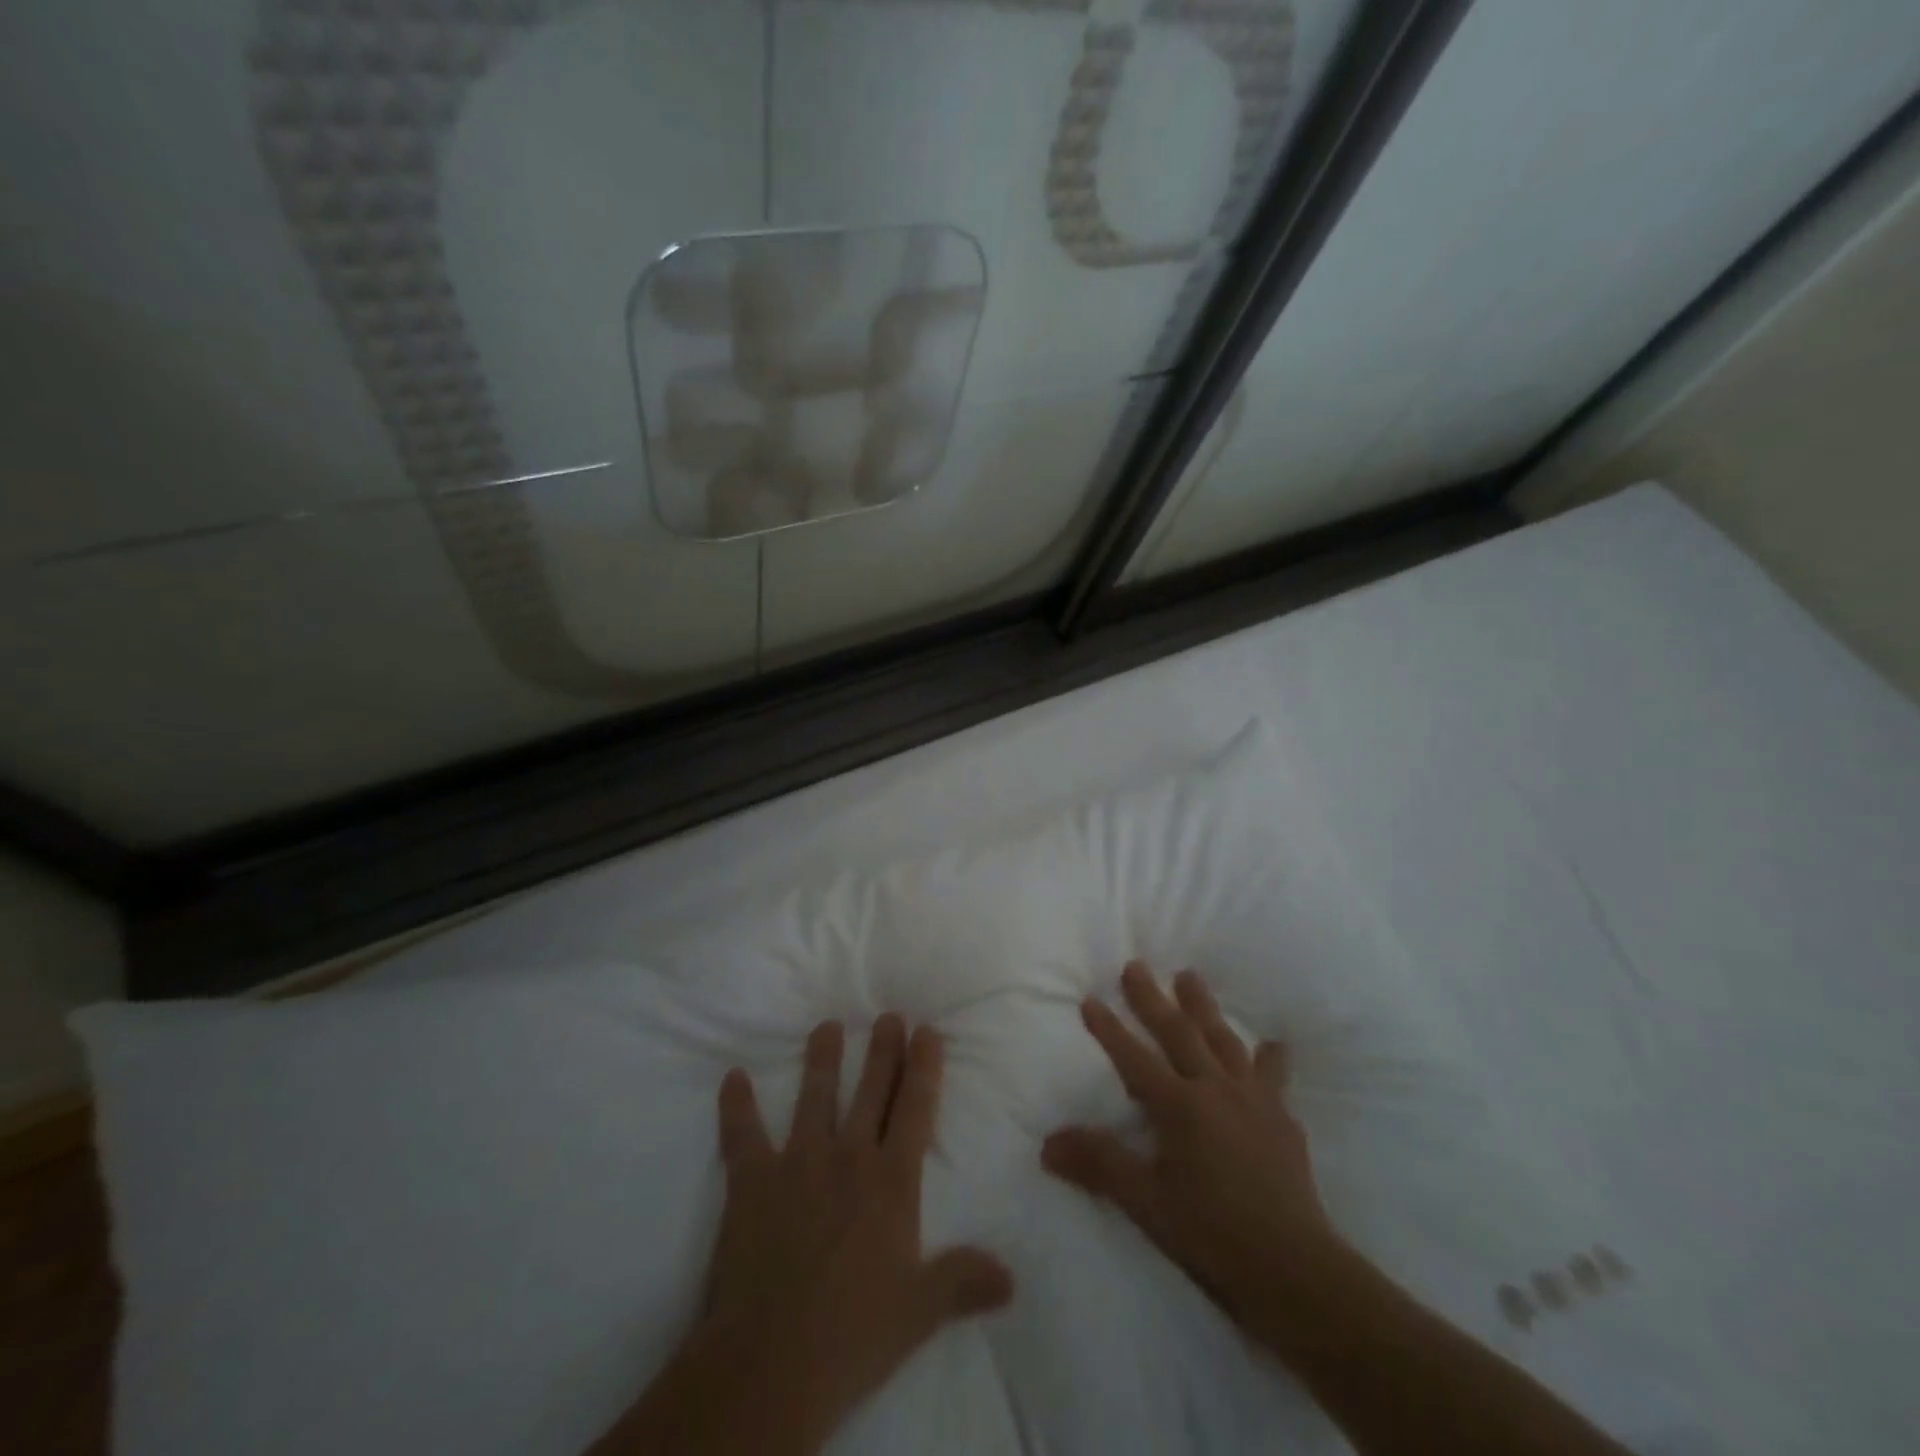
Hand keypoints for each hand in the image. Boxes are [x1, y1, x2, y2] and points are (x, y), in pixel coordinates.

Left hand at [594, 1015, 1013, 1455]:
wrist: (772, 1361)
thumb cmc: (855, 1333)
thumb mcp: (921, 1311)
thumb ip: (963, 1281)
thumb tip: (1012, 1277)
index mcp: (891, 1181)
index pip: (915, 1109)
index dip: (924, 1067)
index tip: (927, 1031)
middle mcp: (848, 1157)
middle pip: (871, 1090)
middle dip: (883, 1050)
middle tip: (888, 1015)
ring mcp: (798, 1162)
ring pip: (814, 1097)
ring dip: (822, 1059)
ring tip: (828, 1026)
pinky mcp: (752, 1180)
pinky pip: (742, 1134)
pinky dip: (736, 1105)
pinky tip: (732, 1077)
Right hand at [1042, 962, 1347, 1343]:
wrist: (1294, 1267)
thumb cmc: (1212, 1233)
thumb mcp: (1146, 1203)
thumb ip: (1100, 1165)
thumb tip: (1047, 1143)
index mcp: (1179, 1106)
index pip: (1133, 1058)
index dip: (1109, 1029)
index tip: (1090, 999)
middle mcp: (1214, 1089)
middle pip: (1178, 1033)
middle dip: (1152, 999)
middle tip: (1136, 966)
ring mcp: (1252, 1099)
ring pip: (1223, 1040)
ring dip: (1203, 1007)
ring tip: (1190, 977)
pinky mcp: (1281, 1118)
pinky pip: (1273, 1077)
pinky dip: (1270, 1059)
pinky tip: (1275, 1046)